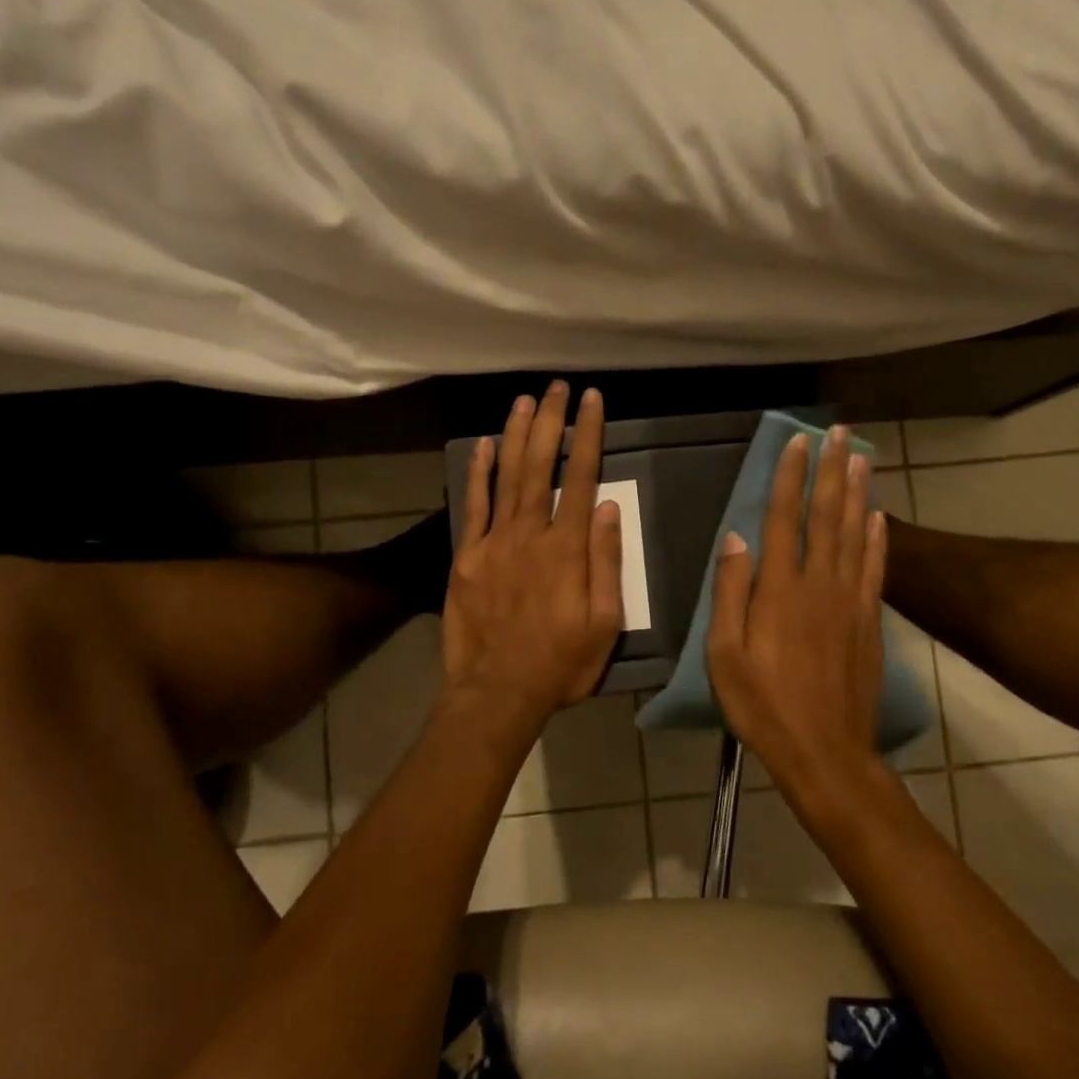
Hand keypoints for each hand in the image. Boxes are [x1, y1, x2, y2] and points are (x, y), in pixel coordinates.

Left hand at [442, 382, 623, 722]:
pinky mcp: (467, 557)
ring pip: (507, 477)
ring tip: (524, 400)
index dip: (588, 436)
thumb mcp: (605, 622)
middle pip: (542, 466)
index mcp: (568, 549)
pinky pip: (474, 506)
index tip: (592, 402)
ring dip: (516, 435)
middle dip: (551, 422)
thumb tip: (611, 509)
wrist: (498, 691)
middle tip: (556, 386)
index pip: (582, 479)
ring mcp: (494, 542)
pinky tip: (483, 445)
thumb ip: (606, 562)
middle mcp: (531, 534)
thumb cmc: (561, 662)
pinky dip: (478, 473)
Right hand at [707, 426, 888, 797]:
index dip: (792, 478)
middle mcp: (820, 585)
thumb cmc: (764, 707)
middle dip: (832, 470)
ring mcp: (850, 602)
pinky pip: (876, 570)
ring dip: (858, 493)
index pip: (785, 520)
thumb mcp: (725, 656)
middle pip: (827, 517)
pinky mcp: (869, 622)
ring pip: (856, 535)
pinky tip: (880, 516)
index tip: (798, 443)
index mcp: (780, 592)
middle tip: (840, 432)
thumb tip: (736, 538)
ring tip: (862, 457)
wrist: (826, 753)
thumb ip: (730, 593)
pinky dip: (879, 539)